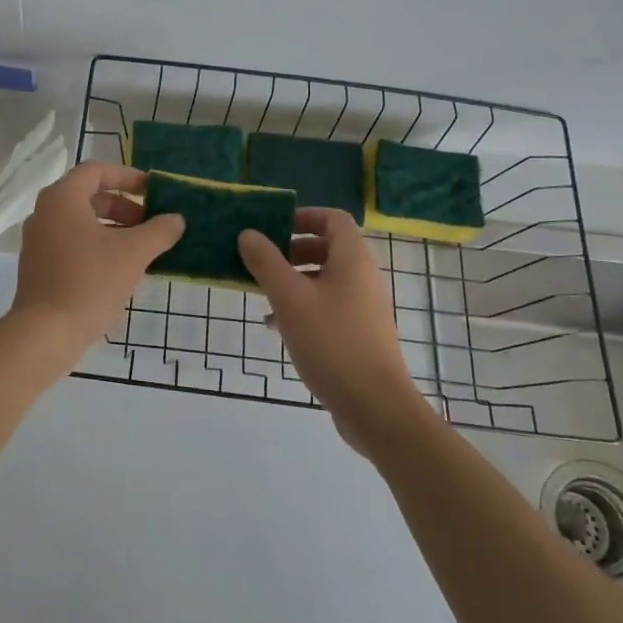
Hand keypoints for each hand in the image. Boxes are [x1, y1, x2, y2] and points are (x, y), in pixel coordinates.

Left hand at [10, 162, 184, 365]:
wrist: (45, 333)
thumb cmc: (90, 282)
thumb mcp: (133, 254)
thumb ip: (159, 231)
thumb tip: (176, 219)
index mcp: (63, 198)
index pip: (97, 170)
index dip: (128, 176)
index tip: (153, 192)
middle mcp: (45, 211)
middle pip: (89, 195)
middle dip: (123, 206)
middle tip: (149, 225)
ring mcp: (37, 239)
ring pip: (80, 221)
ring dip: (112, 227)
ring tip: (139, 249)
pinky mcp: (37, 264)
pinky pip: (70, 241)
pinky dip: (95, 245)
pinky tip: (117, 269)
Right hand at [239, 209, 424, 449]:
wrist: (374, 406)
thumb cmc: (331, 342)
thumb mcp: (289, 298)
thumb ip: (266, 262)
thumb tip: (248, 233)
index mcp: (352, 259)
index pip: (332, 218)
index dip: (303, 215)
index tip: (272, 226)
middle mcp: (362, 277)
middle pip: (327, 247)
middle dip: (292, 250)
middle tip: (262, 260)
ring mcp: (363, 307)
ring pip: (324, 279)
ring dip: (293, 280)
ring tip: (262, 294)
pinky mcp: (359, 333)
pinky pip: (327, 306)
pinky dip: (302, 306)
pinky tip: (277, 326)